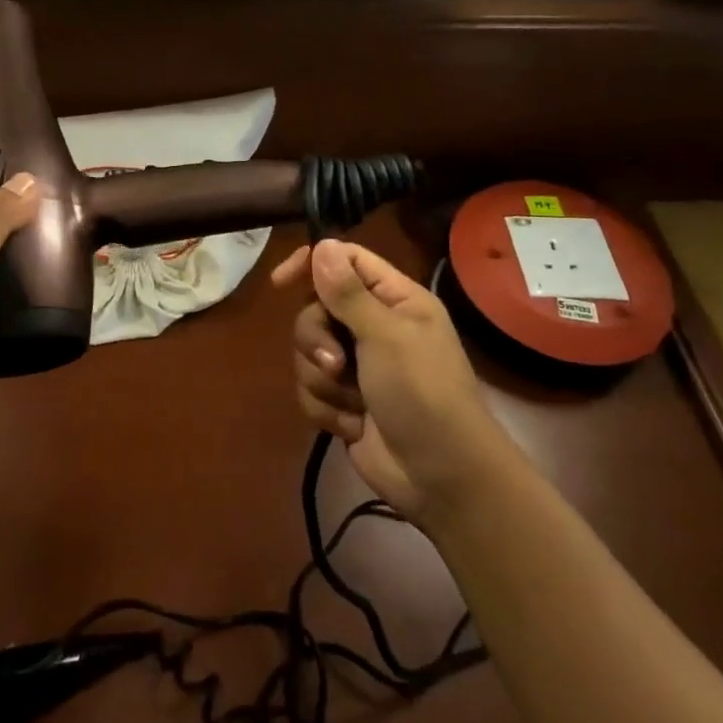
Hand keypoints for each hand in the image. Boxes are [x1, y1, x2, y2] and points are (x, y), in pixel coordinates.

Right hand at [272, 240, 518, 529]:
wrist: (441, 477)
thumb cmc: (423, 394)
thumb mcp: (386, 336)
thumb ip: (348, 292)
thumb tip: (322, 244)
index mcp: (394, 300)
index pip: (345, 261)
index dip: (312, 264)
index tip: (281, 281)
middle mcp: (373, 326)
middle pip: (315, 309)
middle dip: (316, 339)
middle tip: (336, 363)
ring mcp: (357, 365)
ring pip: (307, 352)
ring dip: (323, 381)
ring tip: (353, 404)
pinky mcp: (343, 401)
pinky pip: (310, 389)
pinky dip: (327, 409)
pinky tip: (352, 426)